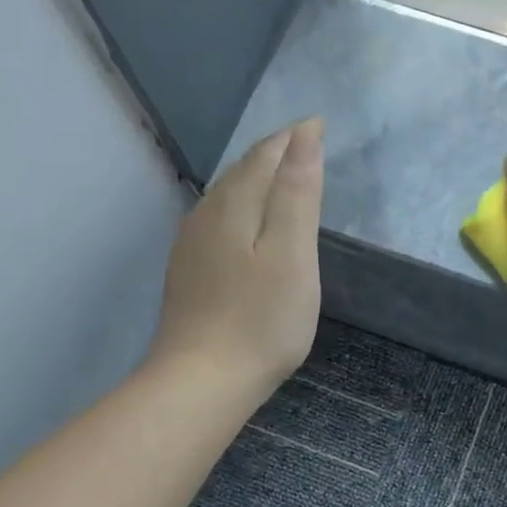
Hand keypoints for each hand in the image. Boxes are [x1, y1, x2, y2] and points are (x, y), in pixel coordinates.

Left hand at [149, 118, 323, 399]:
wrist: (202, 380)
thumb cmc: (261, 319)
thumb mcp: (292, 253)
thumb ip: (298, 192)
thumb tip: (304, 134)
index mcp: (234, 204)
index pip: (266, 154)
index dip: (293, 138)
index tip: (318, 125)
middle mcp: (206, 214)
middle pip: (242, 171)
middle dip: (274, 153)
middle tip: (303, 145)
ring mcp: (191, 245)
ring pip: (226, 195)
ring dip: (255, 179)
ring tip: (280, 176)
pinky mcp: (188, 272)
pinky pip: (217, 221)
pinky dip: (241, 208)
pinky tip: (246, 224)